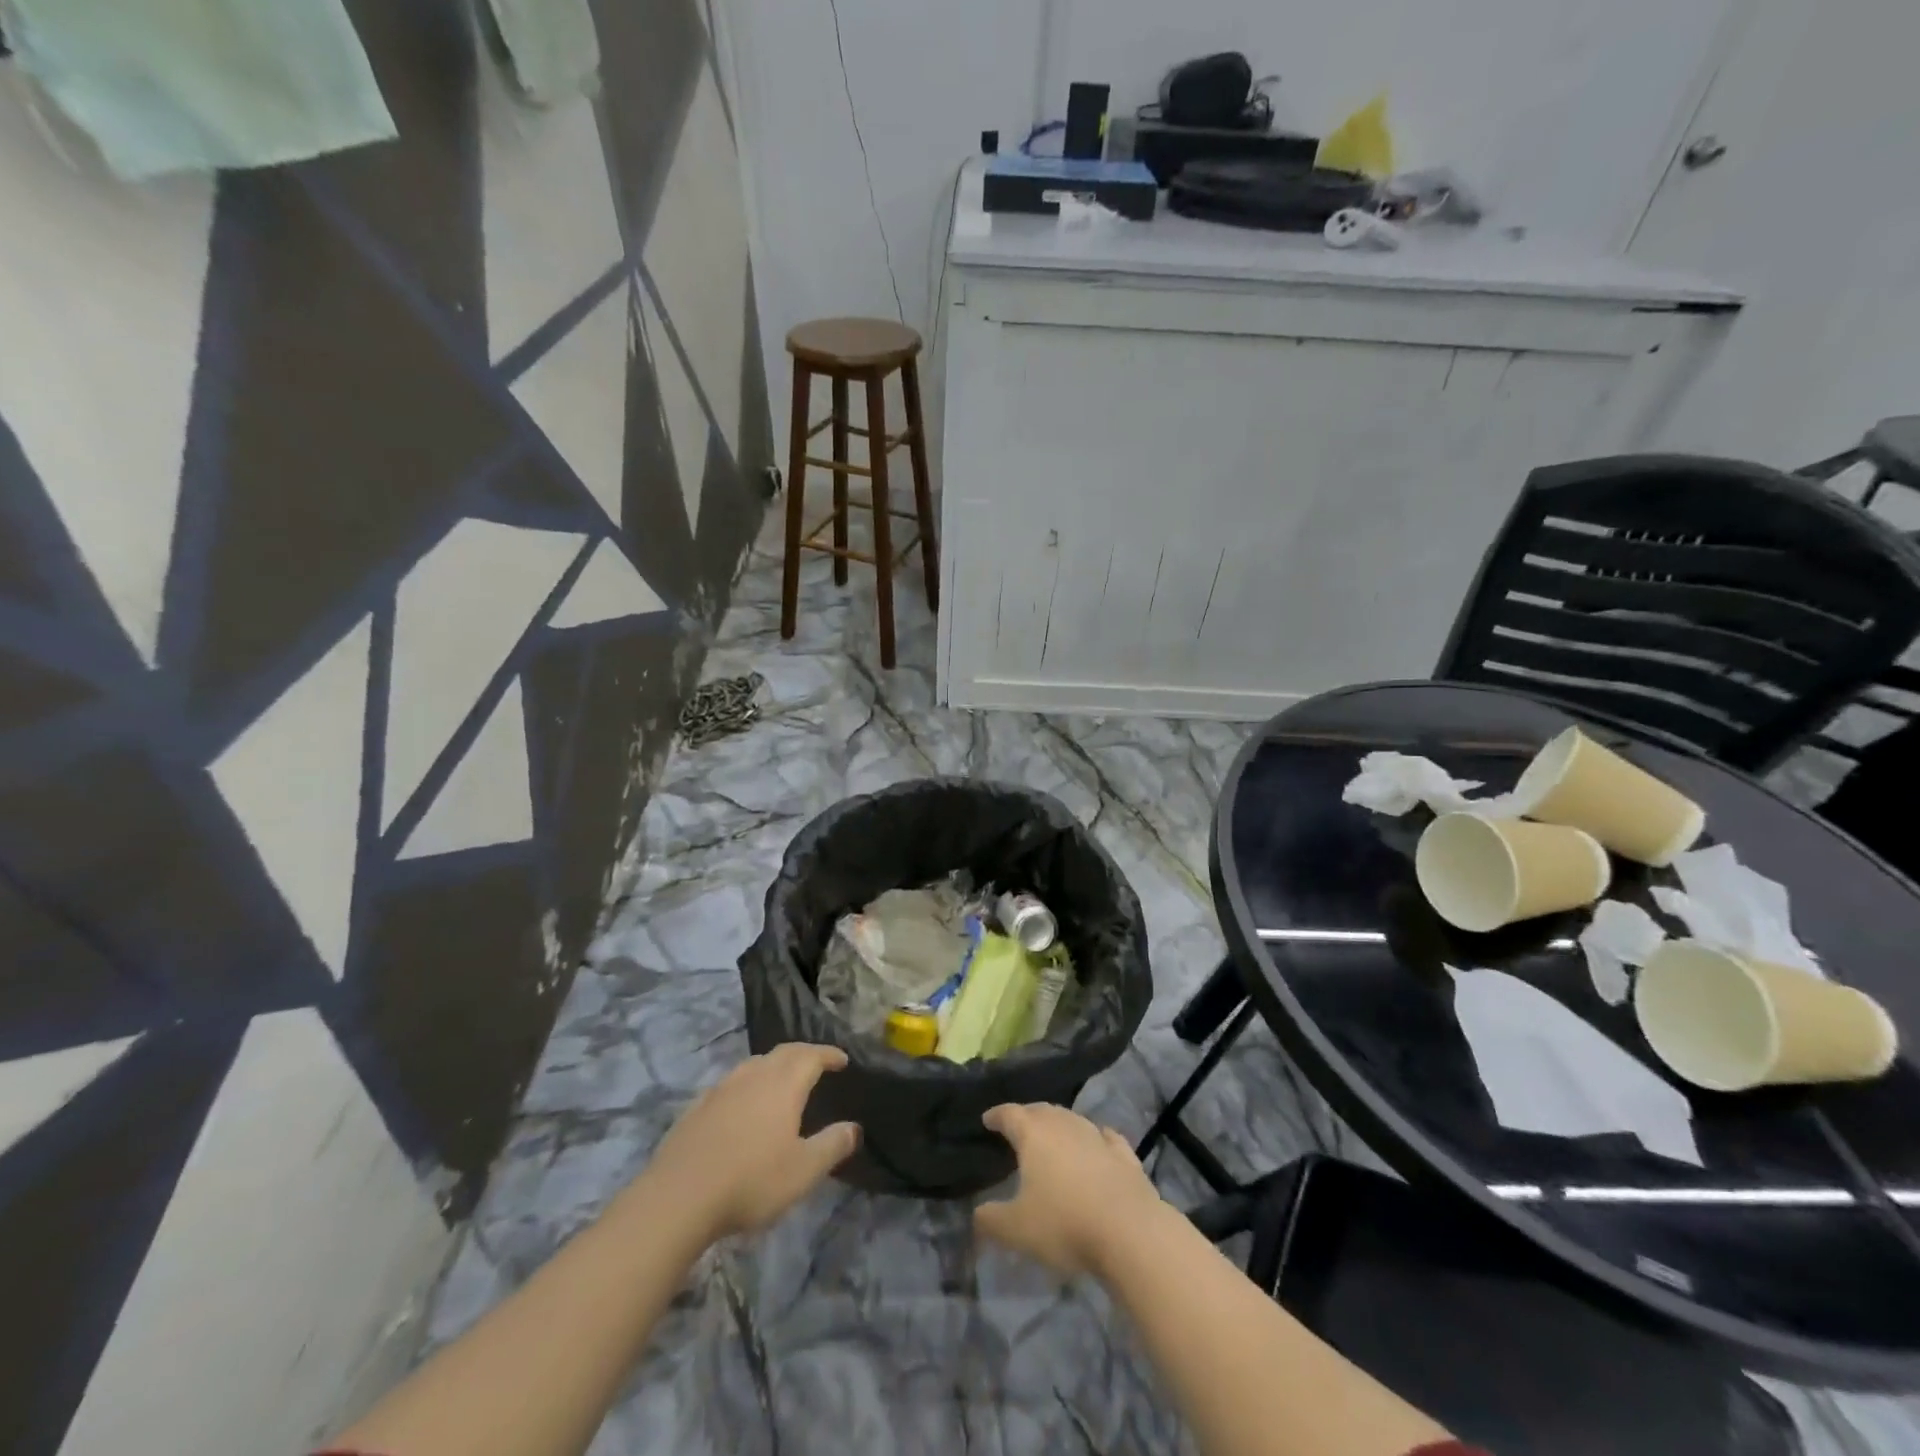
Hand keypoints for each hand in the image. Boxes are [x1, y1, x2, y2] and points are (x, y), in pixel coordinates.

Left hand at [645, 1043, 860, 1240]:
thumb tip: (854, 1128)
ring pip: (754, 1064)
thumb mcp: (803, 1172)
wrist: (678, 1198)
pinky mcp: (696, 1107)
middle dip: (804, 1053)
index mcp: (783, 1085)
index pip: (811, 1056)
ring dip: (773, 1065)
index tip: (842, 1059)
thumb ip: (832, 1146)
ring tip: (782, 1079)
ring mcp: (721, 1089)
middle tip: (817, 1062)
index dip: (829, 1054)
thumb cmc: (750, 1182)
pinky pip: (730, 1083)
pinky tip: (741, 1104)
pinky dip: (746, 1083)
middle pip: (782, 1052)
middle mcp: (753, 1076)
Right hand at [974, 1103, 1165, 1277]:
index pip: (1010, 1114)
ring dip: (1060, 1124)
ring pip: (1072, 1119)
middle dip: (1027, 1115)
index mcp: (1034, 1134)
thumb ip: (991, 1219)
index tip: (987, 1119)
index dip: (996, 1115)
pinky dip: (1096, 1137)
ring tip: (1052, 1134)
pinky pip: (1105, 1137)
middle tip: (1017, 1126)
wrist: (1129, 1231)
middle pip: (1042, 1110)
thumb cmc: (1065, 1223)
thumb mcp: (1016, 1229)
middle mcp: (1064, 1125)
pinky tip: (1099, 1140)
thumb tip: (976, 1214)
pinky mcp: (1124, 1155)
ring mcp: (1097, 1136)